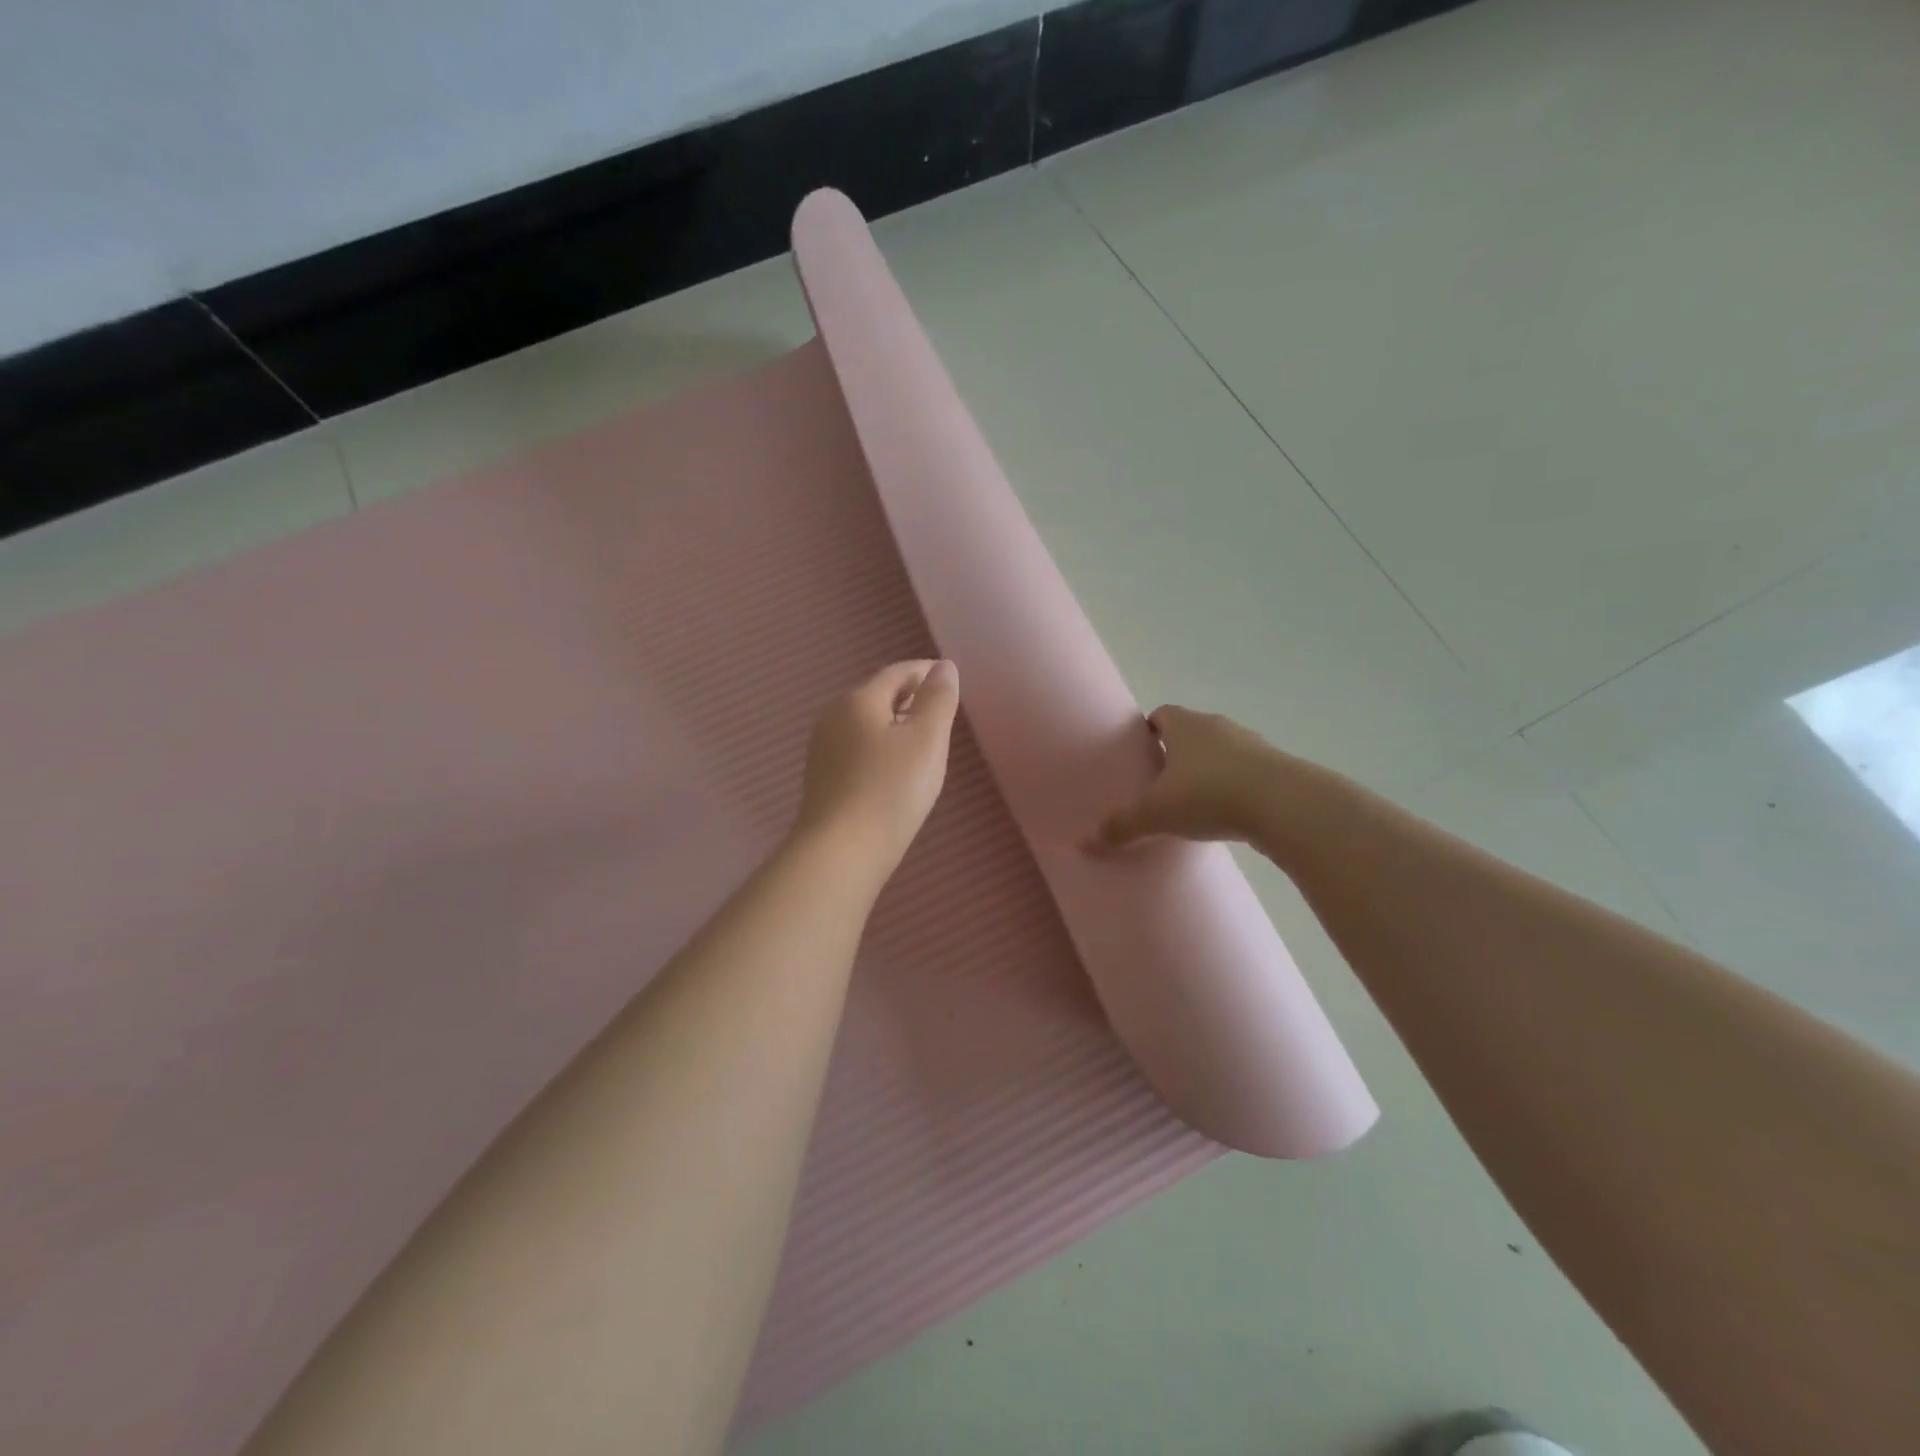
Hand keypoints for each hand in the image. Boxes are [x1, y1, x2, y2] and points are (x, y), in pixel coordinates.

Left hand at [793, 660, 960, 875]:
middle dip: (910, 697)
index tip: (950, 679)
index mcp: (858, 700)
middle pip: (878, 695)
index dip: (925, 671)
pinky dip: (881, 747)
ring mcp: (823, 749)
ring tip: (924, 741)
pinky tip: (895, 770)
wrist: (840, 853)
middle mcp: (833, 717)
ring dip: (895, 724)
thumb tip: (943, 667)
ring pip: (867, 723)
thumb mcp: (926, 740)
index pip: (896, 673)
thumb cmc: (890, 791)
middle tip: (941, 711)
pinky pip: (858, 748)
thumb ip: (938, 699)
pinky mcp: (822, 779)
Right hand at [1090, 705, 1277, 849]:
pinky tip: (1227, 813)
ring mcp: (1251, 744)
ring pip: (1220, 752)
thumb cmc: (1209, 794)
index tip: (1139, 755)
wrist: (1284, 804)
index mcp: (1185, 725)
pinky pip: (1246, 772)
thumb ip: (1122, 825)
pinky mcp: (1276, 768)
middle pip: (1190, 733)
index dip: (1147, 732)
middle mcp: (1217, 726)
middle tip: (1160, 784)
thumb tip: (1085, 842)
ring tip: (1194, 802)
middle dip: (1176, 754)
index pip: (1161, 715)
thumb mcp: (1157, 813)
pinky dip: (1234, 786)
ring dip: (1208, 770)